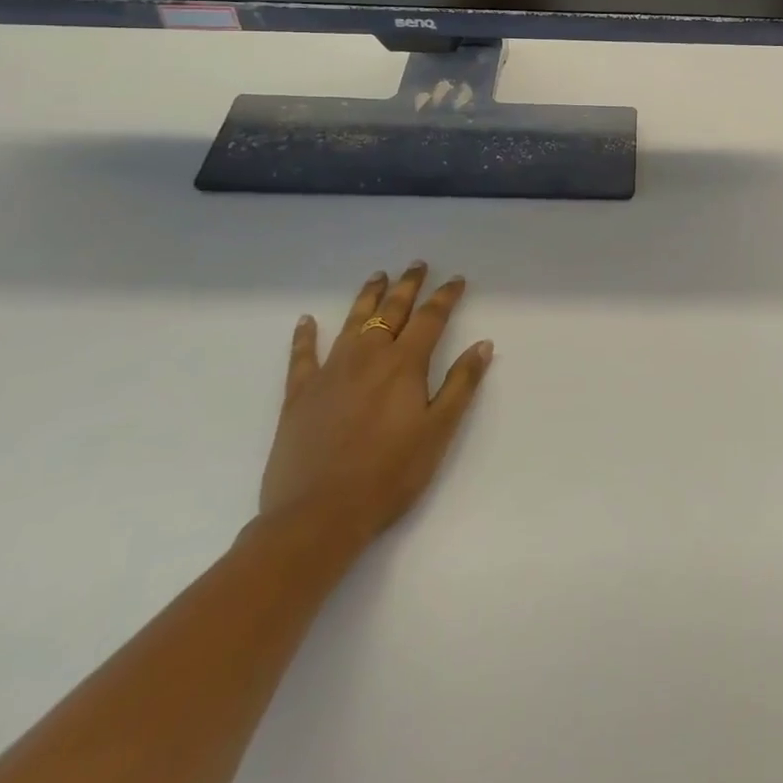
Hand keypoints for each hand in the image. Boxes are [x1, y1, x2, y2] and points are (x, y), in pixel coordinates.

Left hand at [259, 262, 493, 553]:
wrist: (317, 516)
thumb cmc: (388, 475)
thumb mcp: (438, 432)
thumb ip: (460, 384)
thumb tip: (483, 344)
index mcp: (404, 365)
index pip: (430, 318)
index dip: (445, 296)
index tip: (456, 280)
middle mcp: (368, 357)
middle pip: (392, 311)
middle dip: (408, 286)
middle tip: (417, 265)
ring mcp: (330, 372)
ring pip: (352, 322)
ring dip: (368, 297)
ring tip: (378, 276)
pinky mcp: (299, 394)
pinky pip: (302, 356)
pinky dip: (305, 336)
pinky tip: (307, 321)